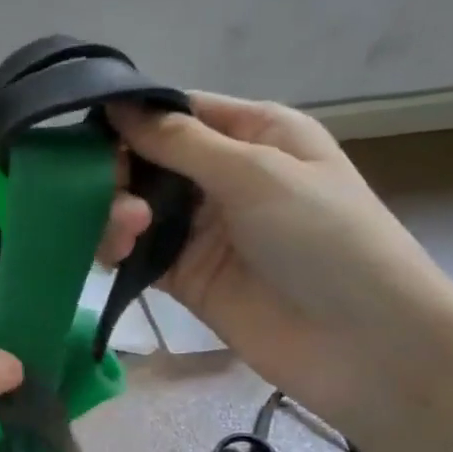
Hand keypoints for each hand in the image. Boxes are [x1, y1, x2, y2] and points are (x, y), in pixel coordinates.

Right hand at [101, 94, 452, 430]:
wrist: (363, 346)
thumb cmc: (324, 238)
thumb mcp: (256, 173)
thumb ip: (180, 143)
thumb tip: (117, 105)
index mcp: (254, 134)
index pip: (180, 112)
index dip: (134, 117)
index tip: (88, 128)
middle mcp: (224, 174)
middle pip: (149, 158)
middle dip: (120, 168)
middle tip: (104, 189)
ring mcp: (202, 228)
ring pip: (137, 205)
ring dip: (117, 210)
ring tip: (126, 230)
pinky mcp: (184, 275)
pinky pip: (137, 250)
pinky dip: (118, 247)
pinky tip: (115, 253)